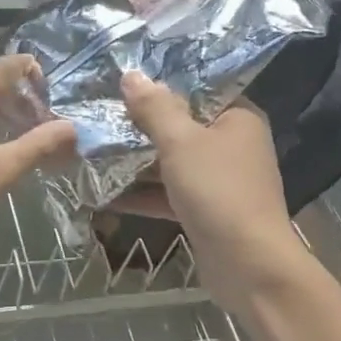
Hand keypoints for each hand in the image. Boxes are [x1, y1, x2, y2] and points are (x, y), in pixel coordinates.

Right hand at [117, 70, 310, 309]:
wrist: (249, 266)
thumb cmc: (218, 191)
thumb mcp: (181, 142)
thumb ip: (154, 108)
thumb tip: (131, 75)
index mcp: (237, 119)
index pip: (196, 89)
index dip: (160, 85)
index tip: (121, 81)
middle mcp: (232, 145)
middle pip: (180, 125)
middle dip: (139, 125)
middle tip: (99, 115)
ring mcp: (218, 180)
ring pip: (171, 161)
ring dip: (135, 160)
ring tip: (92, 150)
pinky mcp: (205, 210)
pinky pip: (168, 193)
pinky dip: (142, 192)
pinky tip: (102, 193)